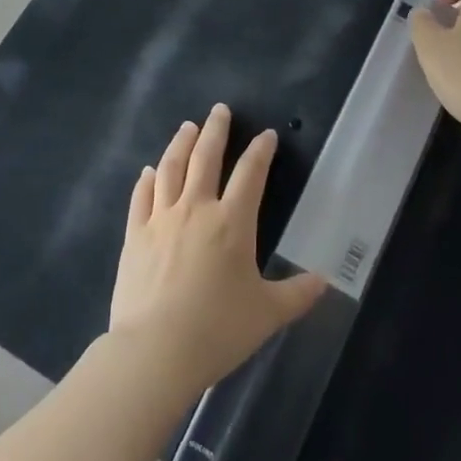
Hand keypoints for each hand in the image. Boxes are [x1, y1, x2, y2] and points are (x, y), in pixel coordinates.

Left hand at [108, 105, 325, 397]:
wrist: (155, 350)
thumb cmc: (218, 330)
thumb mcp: (267, 314)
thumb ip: (297, 294)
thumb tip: (325, 281)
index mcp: (232, 222)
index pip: (250, 174)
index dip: (260, 151)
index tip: (266, 134)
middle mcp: (196, 209)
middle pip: (205, 158)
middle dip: (215, 130)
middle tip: (220, 110)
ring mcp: (161, 219)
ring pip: (171, 168)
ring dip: (180, 144)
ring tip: (187, 127)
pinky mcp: (135, 235)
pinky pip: (141, 198)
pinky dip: (147, 180)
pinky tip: (149, 171)